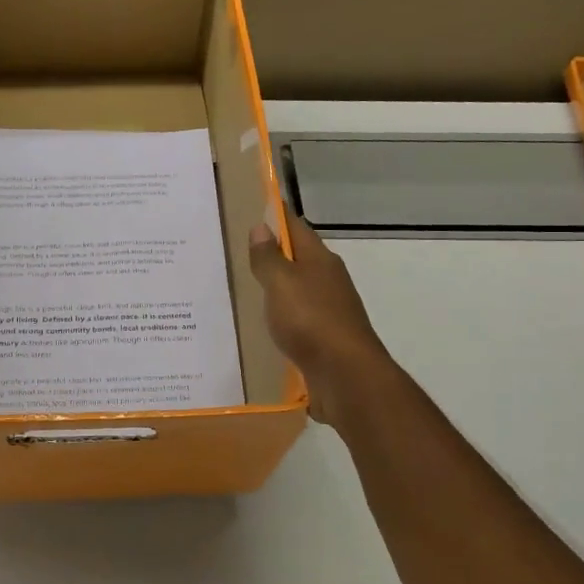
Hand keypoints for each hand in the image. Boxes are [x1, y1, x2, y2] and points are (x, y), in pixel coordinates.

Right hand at [248, 213, 396, 430]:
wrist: (346, 376)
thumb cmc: (311, 320)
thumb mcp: (282, 283)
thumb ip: (269, 257)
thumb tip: (262, 226)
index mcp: (320, 261)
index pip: (296, 228)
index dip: (276, 216)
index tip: (252, 208)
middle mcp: (328, 281)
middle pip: (298, 259)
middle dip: (273, 253)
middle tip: (237, 251)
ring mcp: (329, 311)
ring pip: (298, 291)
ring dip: (277, 288)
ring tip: (244, 288)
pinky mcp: (324, 339)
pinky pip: (298, 320)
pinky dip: (281, 317)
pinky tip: (264, 324)